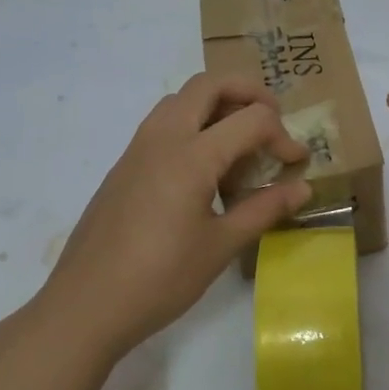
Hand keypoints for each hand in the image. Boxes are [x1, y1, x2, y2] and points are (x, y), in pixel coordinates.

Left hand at [36, 74, 311, 361]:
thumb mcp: (220, 246)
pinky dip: (192, 124)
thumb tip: (303, 188)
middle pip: (209, 84)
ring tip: (239, 142)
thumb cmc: (160, 279)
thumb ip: (264, 209)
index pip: (251, 119)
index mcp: (191, 155)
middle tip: (272, 120)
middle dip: (248, 92)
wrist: (85, 305)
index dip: (283, 135)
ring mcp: (138, 148)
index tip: (297, 163)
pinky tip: (204, 169)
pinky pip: (163, 122)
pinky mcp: (124, 165)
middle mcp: (163, 137)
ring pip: (181, 99)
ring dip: (216, 104)